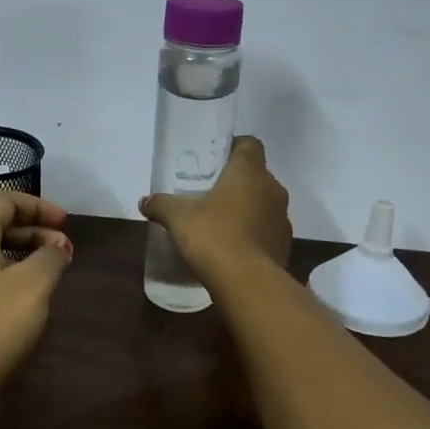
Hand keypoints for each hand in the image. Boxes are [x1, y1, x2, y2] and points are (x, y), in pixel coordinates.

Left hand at [0, 192, 72, 390]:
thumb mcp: (33, 285)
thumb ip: (50, 257)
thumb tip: (57, 246)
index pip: (3, 201)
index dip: (38, 206)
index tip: (66, 223)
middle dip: (33, 231)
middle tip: (63, 249)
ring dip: (20, 253)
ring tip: (49, 271)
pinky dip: (4, 271)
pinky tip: (23, 295)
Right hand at [139, 135, 291, 276]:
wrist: (248, 283)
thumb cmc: (214, 236)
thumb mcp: (178, 218)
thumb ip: (161, 204)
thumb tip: (145, 201)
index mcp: (250, 172)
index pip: (249, 144)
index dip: (234, 146)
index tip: (215, 158)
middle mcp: (272, 189)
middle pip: (256, 175)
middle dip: (236, 181)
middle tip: (210, 191)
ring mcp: (282, 219)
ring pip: (264, 203)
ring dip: (247, 208)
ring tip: (220, 221)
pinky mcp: (284, 245)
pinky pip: (267, 230)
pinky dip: (253, 233)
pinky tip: (232, 246)